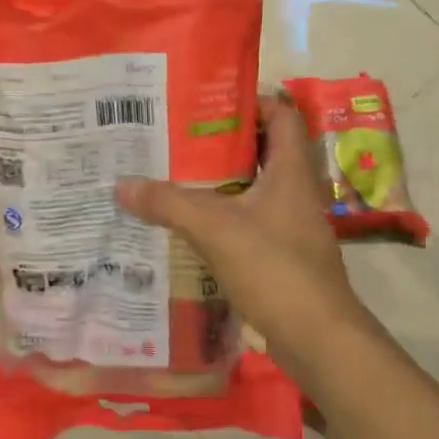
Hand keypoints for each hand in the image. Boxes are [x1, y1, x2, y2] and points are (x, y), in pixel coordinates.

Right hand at [117, 97, 387, 389]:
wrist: (317, 337)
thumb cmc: (274, 268)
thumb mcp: (215, 228)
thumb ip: (168, 203)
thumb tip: (122, 185)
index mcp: (291, 170)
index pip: (281, 115)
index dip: (250, 101)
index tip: (207, 102)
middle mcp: (295, 191)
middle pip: (262, 150)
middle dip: (222, 142)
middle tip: (177, 138)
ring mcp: (291, 225)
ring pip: (253, 189)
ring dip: (219, 182)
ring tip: (174, 176)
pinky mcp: (282, 255)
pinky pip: (249, 222)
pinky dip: (222, 216)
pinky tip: (189, 224)